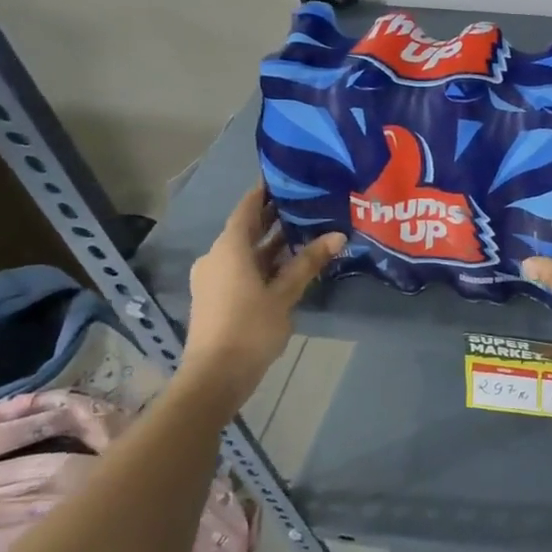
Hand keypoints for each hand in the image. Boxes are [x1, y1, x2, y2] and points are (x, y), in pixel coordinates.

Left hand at [184, 185, 344, 391]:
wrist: (215, 375)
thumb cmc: (251, 328)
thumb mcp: (285, 294)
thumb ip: (308, 263)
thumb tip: (338, 235)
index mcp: (229, 248)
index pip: (247, 208)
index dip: (264, 191)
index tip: (287, 176)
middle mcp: (217, 256)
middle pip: (246, 229)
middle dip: (273, 217)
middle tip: (306, 202)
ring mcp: (214, 278)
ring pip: (245, 251)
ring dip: (271, 242)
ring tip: (305, 231)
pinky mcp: (217, 296)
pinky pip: (242, 268)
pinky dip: (264, 261)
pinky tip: (289, 264)